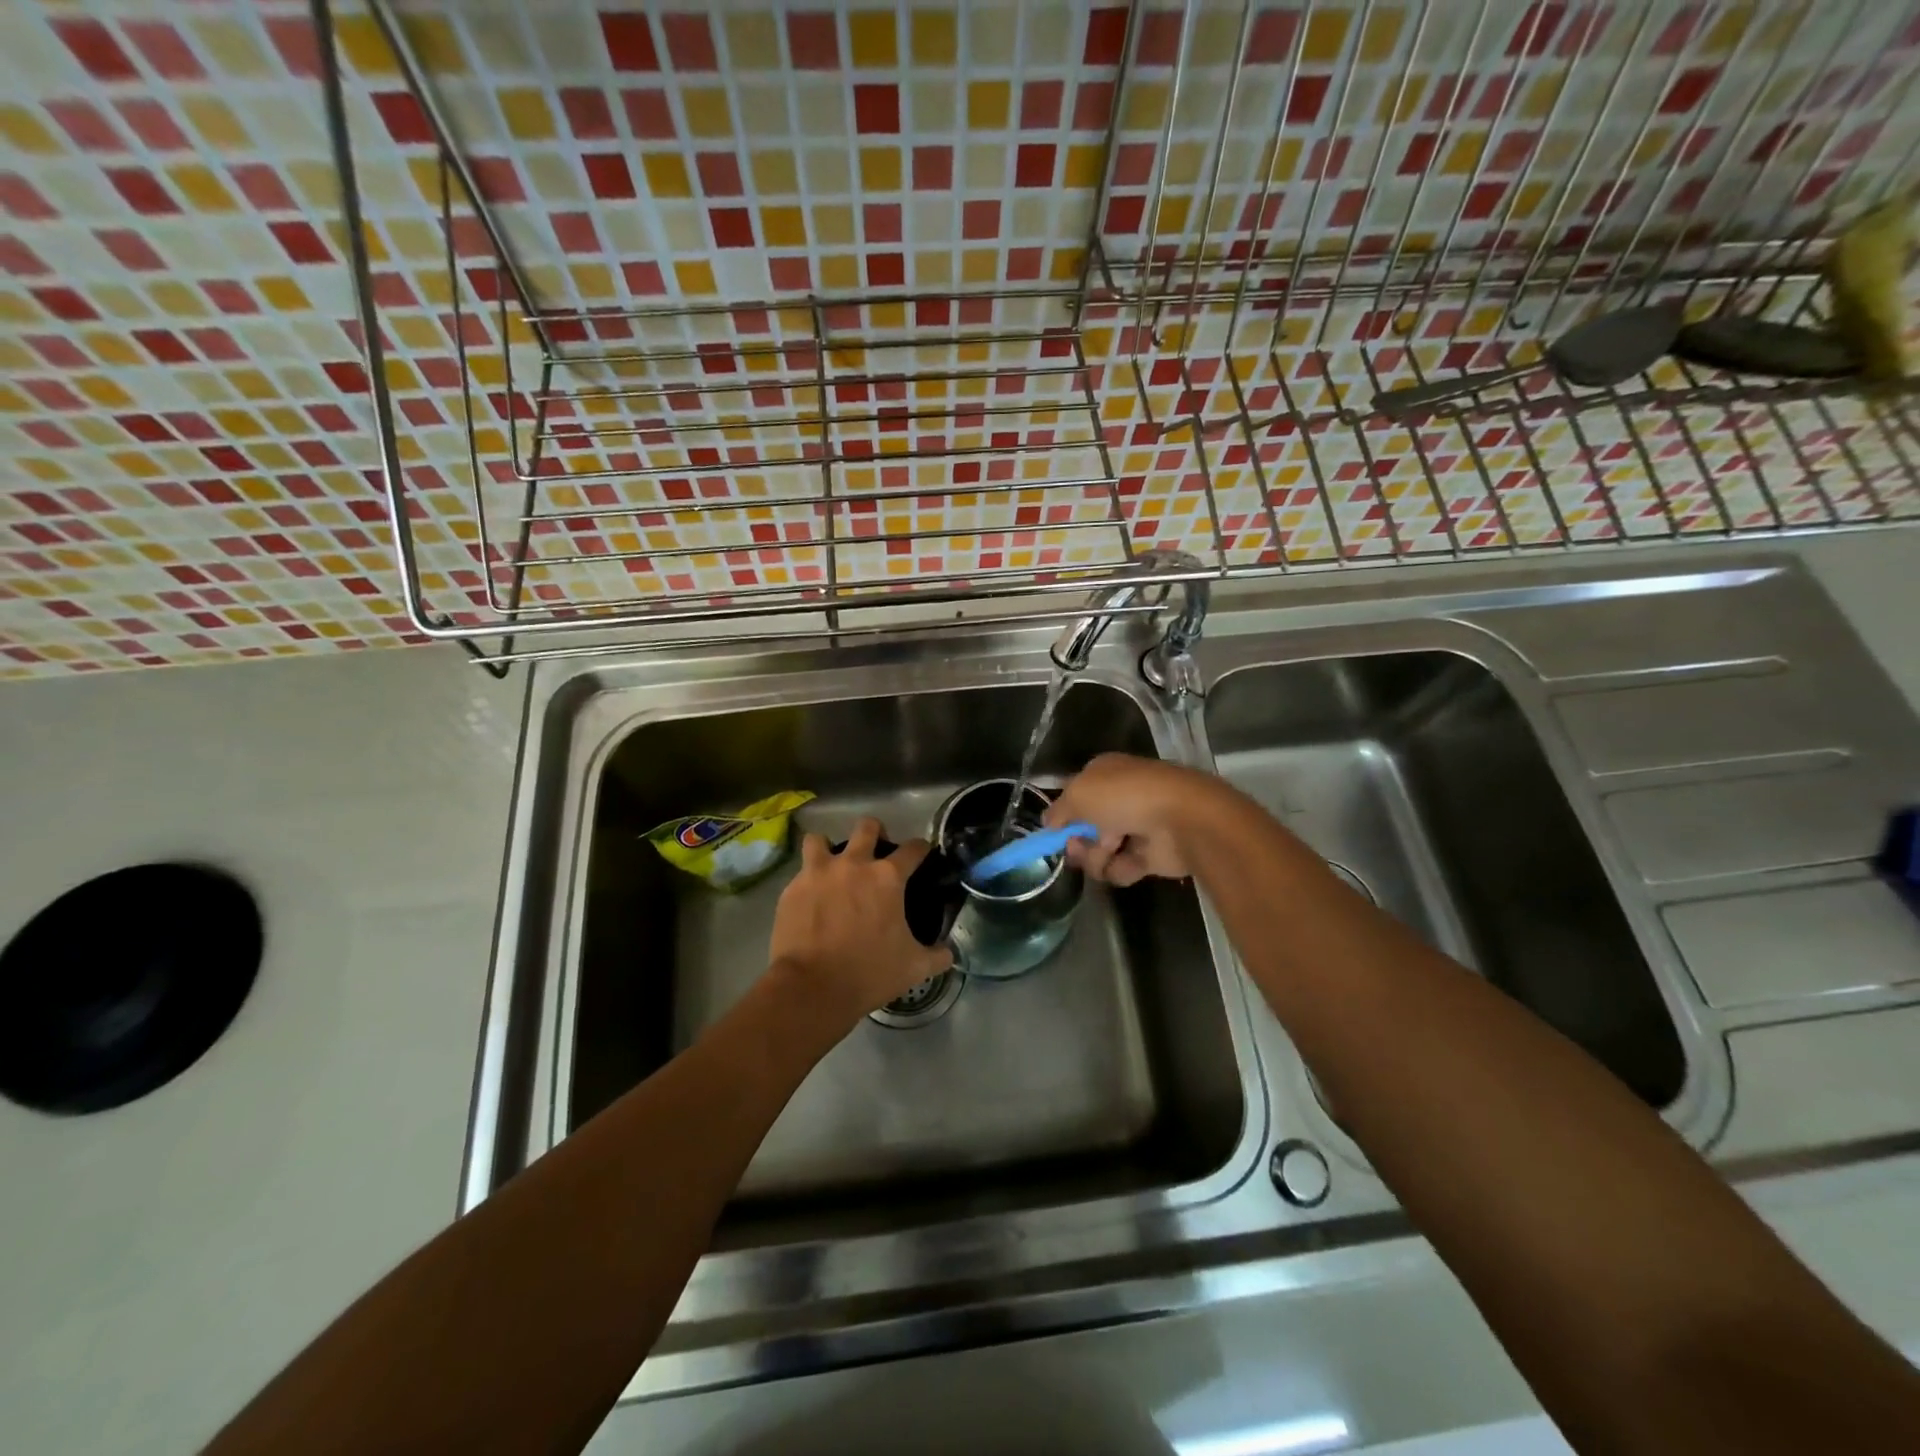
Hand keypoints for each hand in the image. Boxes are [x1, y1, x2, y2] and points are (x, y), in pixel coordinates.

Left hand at [768, 818, 952, 1030]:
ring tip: (831, 866)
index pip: (913, 849)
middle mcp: (854, 864)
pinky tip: (811, 899)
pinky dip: (808, 881)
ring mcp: (818, 873)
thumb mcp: (913, 968)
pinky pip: (801, 873)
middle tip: (875, 852)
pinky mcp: (792, 889)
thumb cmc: (869, 973)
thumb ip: (937, 955)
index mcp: (887, 878)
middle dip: (875, 832)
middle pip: (867, 827)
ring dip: (828, 848)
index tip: (922, 853)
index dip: (921, 848)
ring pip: (820, 839)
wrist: (811, 987)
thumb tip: (949, 952)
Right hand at [1044, 752, 1227, 885]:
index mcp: (1104, 774)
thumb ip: (1057, 811)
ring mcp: (1136, 827)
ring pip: (1099, 852)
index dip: (1062, 814)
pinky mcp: (1150, 856)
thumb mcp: (1077, 795)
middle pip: (1084, 828)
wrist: (1181, 819)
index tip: (1053, 832)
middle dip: (1077, 841)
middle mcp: (1119, 798)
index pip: (1074, 794)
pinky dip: (1121, 868)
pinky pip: (1121, 869)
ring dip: (1096, 858)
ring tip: (1109, 852)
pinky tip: (1130, 862)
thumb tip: (1048, 824)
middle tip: (1079, 846)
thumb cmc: (1124, 796)